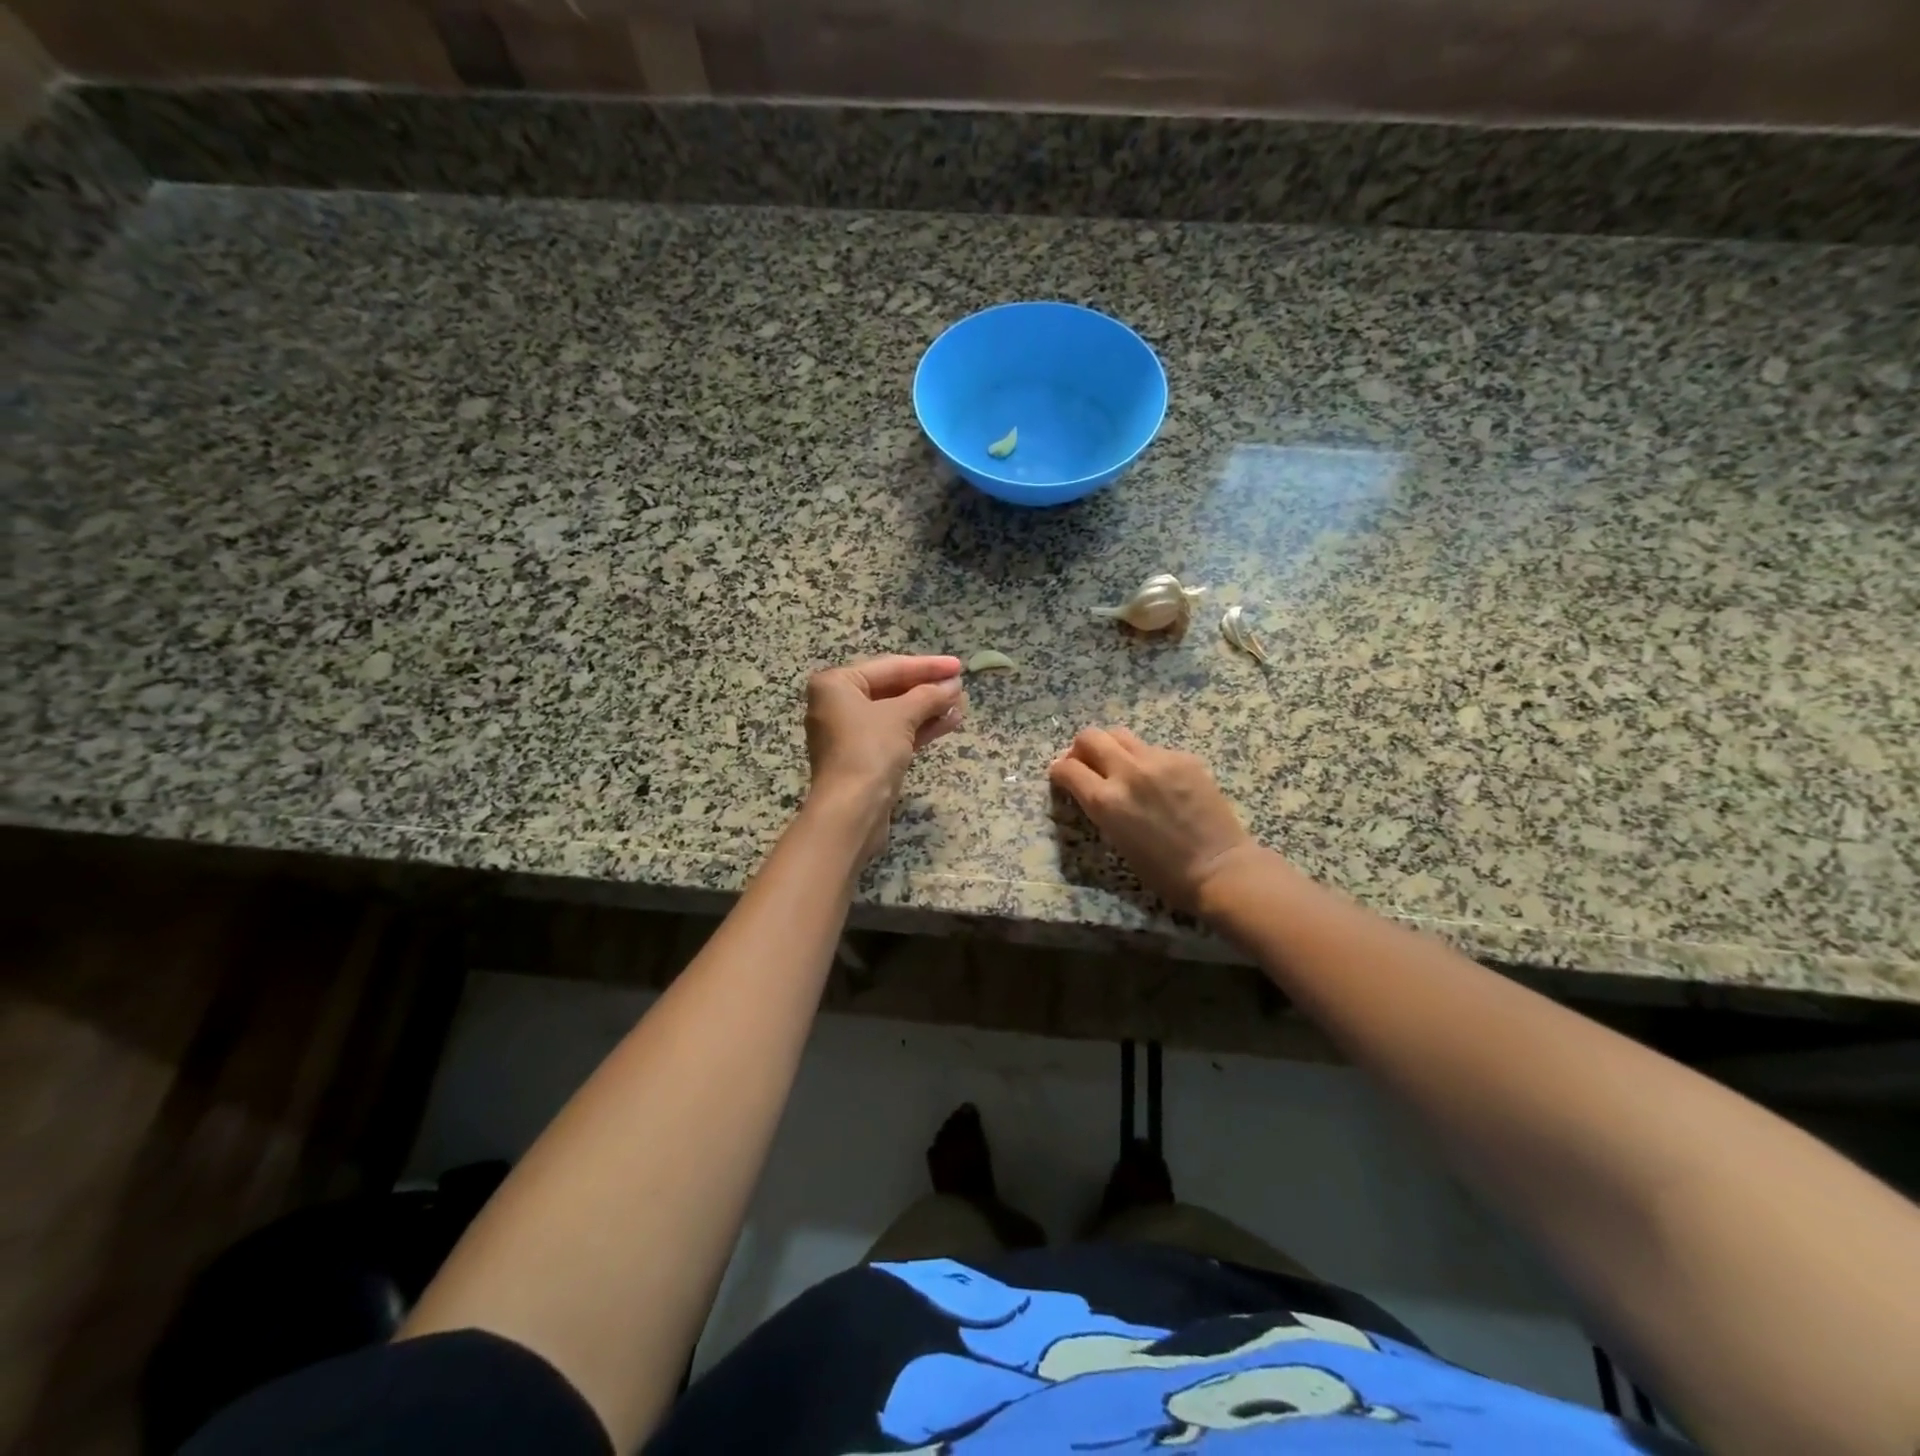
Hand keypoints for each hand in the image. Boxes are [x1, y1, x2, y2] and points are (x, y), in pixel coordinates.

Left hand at [804, 655, 965, 863]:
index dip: (927, 666)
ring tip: (961, 704)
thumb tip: (953, 686)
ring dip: (928, 709)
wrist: (851, 811)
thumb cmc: (869, 751)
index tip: (958, 665)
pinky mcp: (863, 758)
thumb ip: (929, 696)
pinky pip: (895, 734)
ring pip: (896, 714)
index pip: (889, 667)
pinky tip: (949, 722)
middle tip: (960, 686)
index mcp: (836, 685)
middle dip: (928, 689)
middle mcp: (837, 705)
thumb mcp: (901, 716)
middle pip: (891, 689)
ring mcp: (850, 734)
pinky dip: (919, 728)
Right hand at [1048, 727, 1259, 914]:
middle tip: (1087, 763)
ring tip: (1120, 766)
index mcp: (1105, 801)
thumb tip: (1089, 788)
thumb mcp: (1116, 840)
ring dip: (1112, 747)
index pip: (1067, 768)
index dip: (1059, 771)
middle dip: (1081, 748)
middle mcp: (1127, 772)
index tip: (1061, 775)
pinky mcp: (1183, 757)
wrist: (1218, 868)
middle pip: (1090, 737)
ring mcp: (1158, 760)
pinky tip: (1157, 780)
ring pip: (1121, 735)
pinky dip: (1144, 759)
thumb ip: (1099, 807)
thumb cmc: (1162, 870)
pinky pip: (1152, 748)